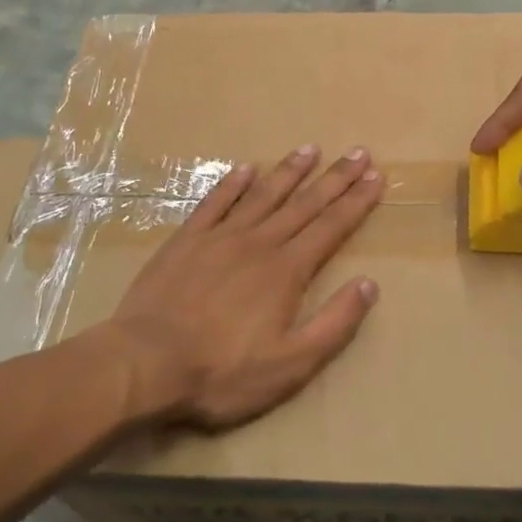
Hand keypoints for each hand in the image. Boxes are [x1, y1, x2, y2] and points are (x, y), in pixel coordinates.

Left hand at [101, 145, 384, 429]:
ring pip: (263, 195)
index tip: (376, 177)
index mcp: (287, 270)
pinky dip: (232, 183)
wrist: (146, 363)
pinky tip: (245, 168)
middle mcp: (259, 242)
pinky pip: (214, 202)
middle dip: (335, 177)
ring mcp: (220, 237)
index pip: (331, 227)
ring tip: (310, 149)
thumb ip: (334, 323)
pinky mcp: (186, 240)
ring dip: (290, 171)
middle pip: (305, 203)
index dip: (357, 202)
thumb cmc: (222, 372)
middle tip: (358, 152)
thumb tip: (369, 284)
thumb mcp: (291, 364)